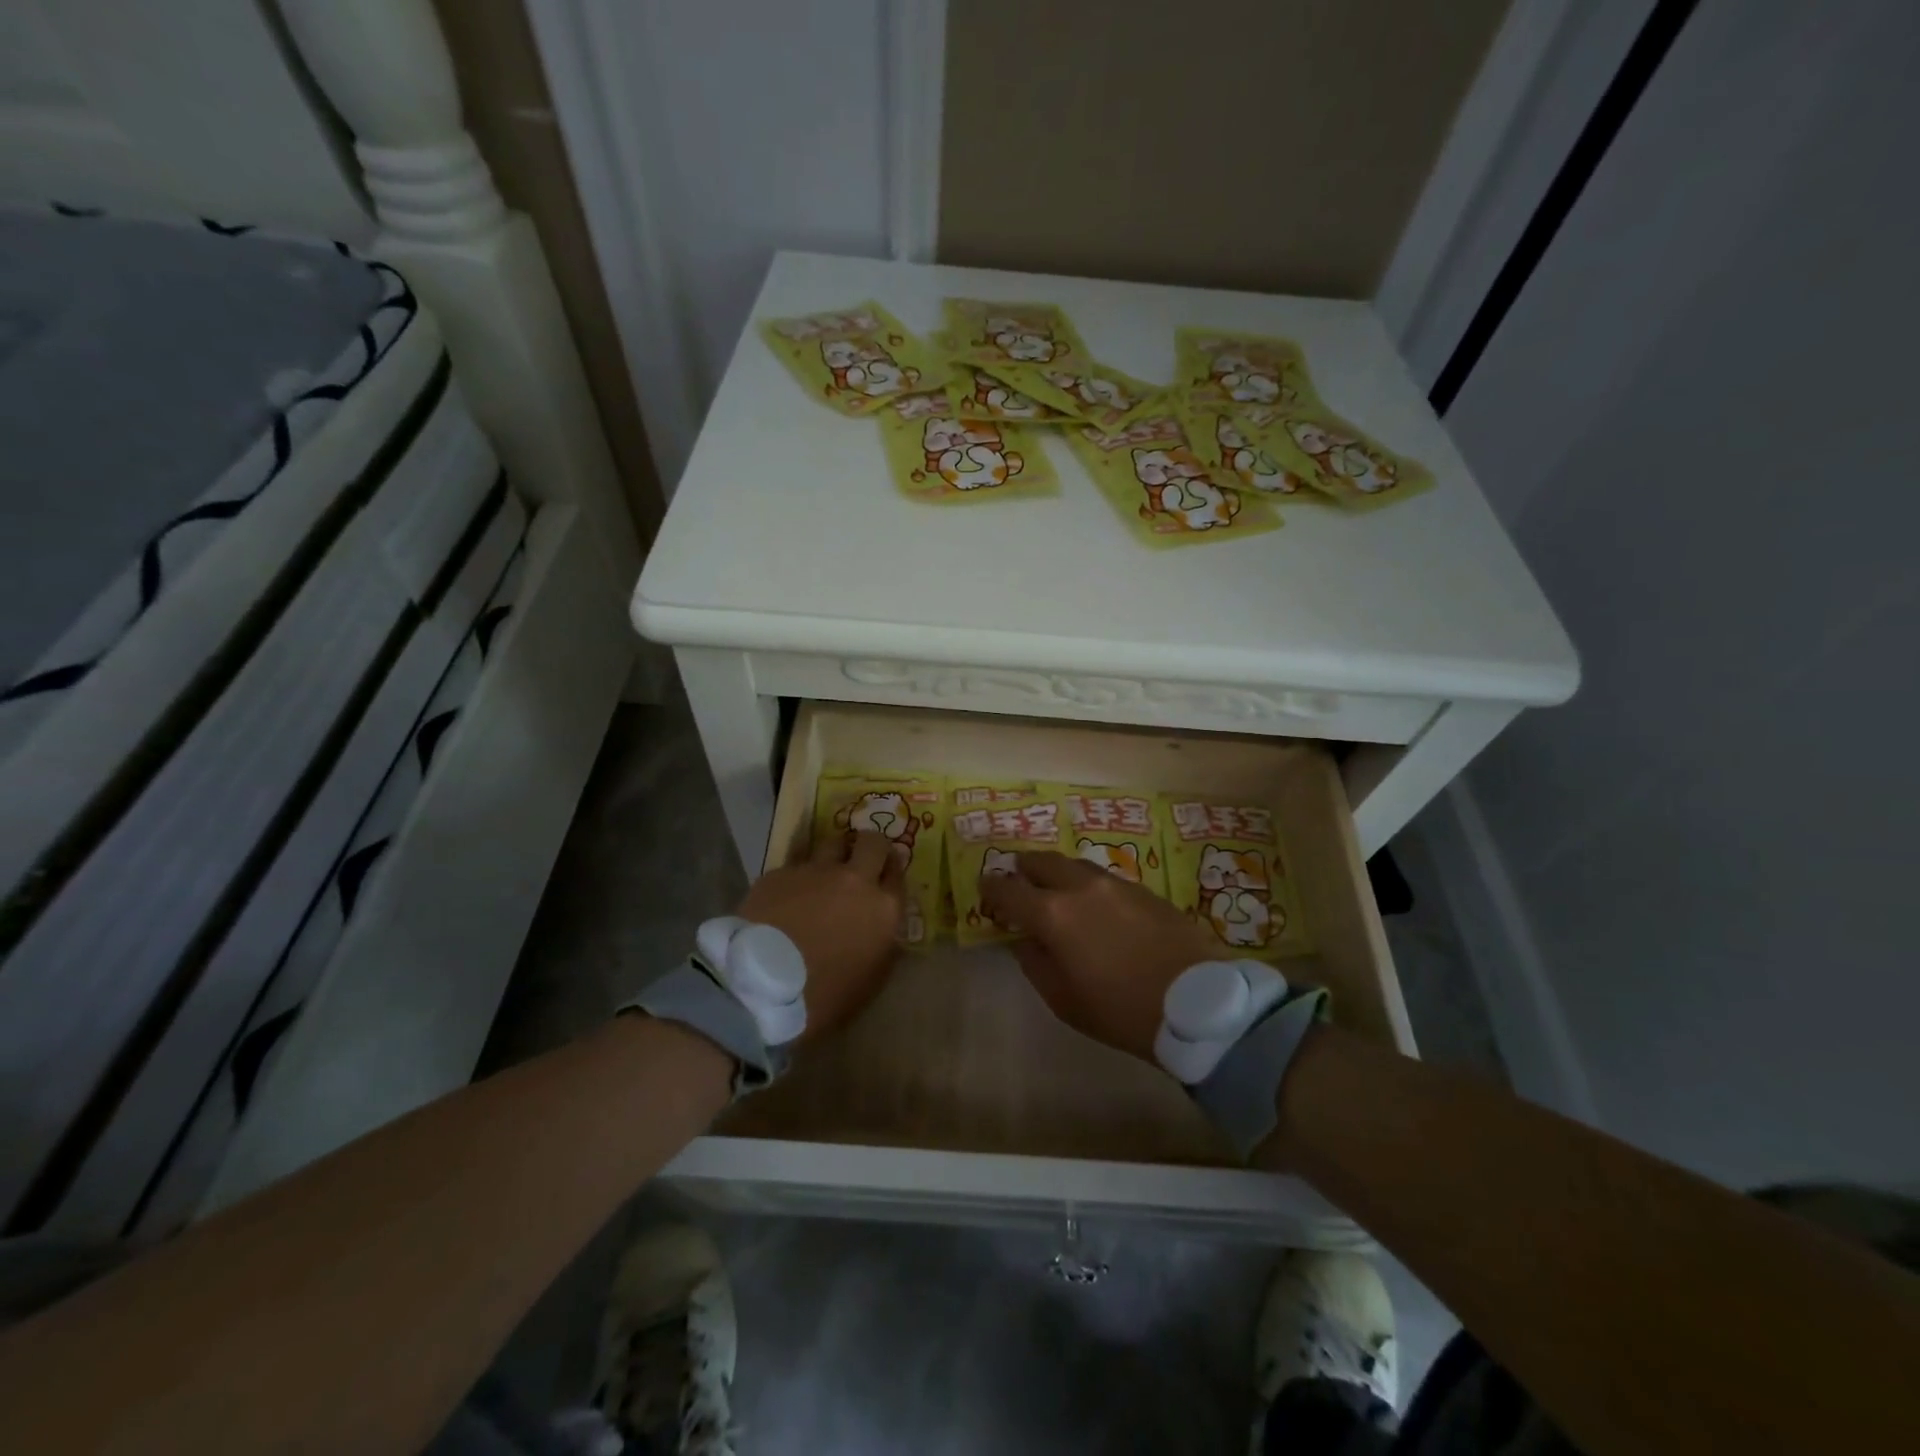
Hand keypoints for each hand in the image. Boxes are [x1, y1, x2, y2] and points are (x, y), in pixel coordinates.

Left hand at [736, 829, 904, 1041]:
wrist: (761, 988)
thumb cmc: (824, 997)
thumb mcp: (870, 980)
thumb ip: (882, 945)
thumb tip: (880, 928)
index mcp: (883, 908)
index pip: (898, 873)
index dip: (892, 870)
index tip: (885, 874)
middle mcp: (854, 879)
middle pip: (872, 842)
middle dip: (870, 845)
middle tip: (861, 857)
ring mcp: (815, 871)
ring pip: (831, 843)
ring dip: (833, 854)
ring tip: (823, 872)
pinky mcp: (779, 872)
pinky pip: (795, 864)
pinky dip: (796, 875)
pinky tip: (786, 894)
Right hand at [979, 852, 1217, 1062]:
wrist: (1197, 1003)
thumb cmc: (1121, 1010)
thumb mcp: (1065, 1000)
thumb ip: (1036, 963)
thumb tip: (1024, 940)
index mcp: (1054, 914)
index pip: (1009, 890)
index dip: (992, 888)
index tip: (984, 887)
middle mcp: (1081, 887)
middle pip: (1042, 862)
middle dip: (1024, 868)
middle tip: (1018, 878)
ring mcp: (1115, 883)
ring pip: (1075, 864)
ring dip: (1057, 871)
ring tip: (1055, 886)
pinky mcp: (1144, 889)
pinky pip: (1103, 877)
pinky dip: (1087, 883)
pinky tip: (1094, 902)